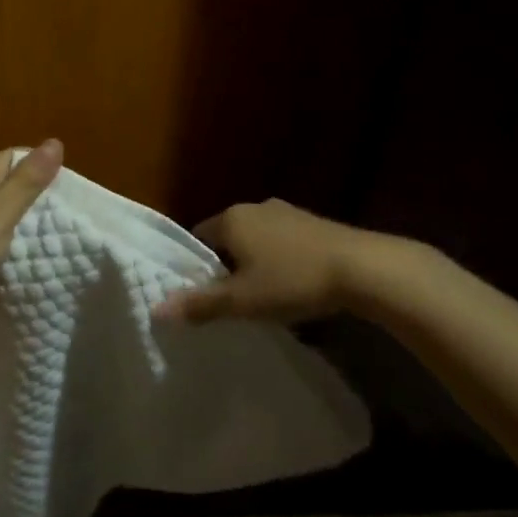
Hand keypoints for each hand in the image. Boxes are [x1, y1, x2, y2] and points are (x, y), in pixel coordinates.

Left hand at [0, 140, 64, 341]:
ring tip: (49, 240)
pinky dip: (4, 244)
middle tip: (64, 221)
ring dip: (20, 225)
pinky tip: (19, 258)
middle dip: (34, 200)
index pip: (15, 158)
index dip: (41, 172)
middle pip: (7, 184)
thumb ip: (28, 180)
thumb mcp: (0, 214)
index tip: (68, 196)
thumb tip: (55, 141)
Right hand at [156, 198, 360, 324]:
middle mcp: (254, 207)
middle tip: (230, 300)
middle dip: (226, 266)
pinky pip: (282, 241)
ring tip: (262, 296)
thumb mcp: (242, 300)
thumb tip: (156, 309)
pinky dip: (279, 260)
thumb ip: (200, 304)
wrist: (362, 268)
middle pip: (227, 238)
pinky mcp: (312, 222)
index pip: (198, 238)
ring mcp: (286, 212)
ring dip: (254, 263)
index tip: (202, 294)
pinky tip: (292, 284)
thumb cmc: (293, 281)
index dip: (196, 267)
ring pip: (256, 239)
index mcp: (231, 219)